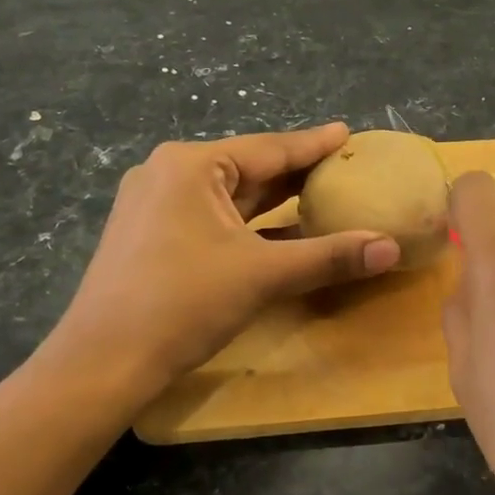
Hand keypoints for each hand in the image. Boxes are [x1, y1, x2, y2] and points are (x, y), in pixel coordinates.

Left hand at [40, 123, 399, 400]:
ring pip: (230, 197)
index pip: (268, 149)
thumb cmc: (182, 303)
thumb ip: (329, 256)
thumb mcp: (262, 275)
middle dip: (295, 172)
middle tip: (343, 166)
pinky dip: (249, 226)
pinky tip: (281, 234)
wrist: (103, 362)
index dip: (313, 144)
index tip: (347, 132)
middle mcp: (169, 174)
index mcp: (191, 165)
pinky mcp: (151, 237)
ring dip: (274, 202)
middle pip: (248, 169)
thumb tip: (391, 248)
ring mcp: (155, 206)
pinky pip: (213, 219)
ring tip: (321, 194)